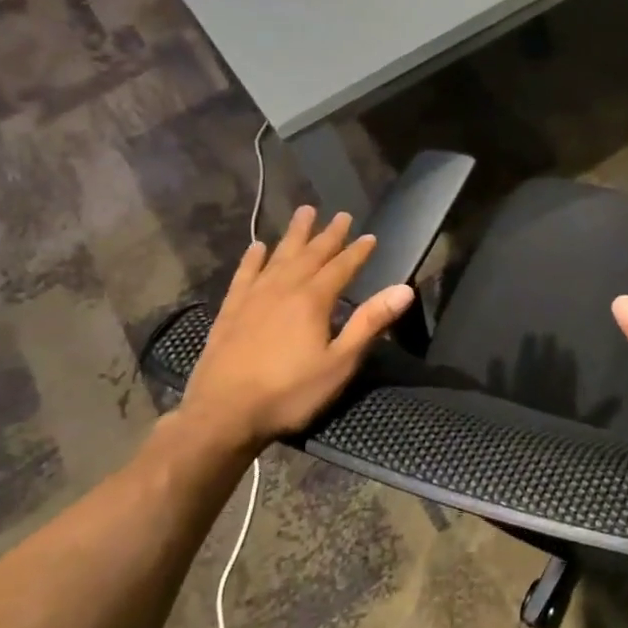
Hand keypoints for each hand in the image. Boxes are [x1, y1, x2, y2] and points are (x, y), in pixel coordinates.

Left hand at [172, 205, 414, 458]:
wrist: (222, 415)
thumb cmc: (290, 393)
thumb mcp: (340, 363)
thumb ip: (370, 323)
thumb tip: (404, 289)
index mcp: (313, 300)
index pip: (341, 267)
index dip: (358, 252)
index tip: (371, 236)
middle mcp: (283, 289)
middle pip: (310, 254)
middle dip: (328, 235)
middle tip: (341, 214)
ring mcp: (253, 298)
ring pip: (278, 257)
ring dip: (294, 235)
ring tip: (304, 212)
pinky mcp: (230, 311)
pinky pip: (244, 275)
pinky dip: (253, 259)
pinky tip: (257, 247)